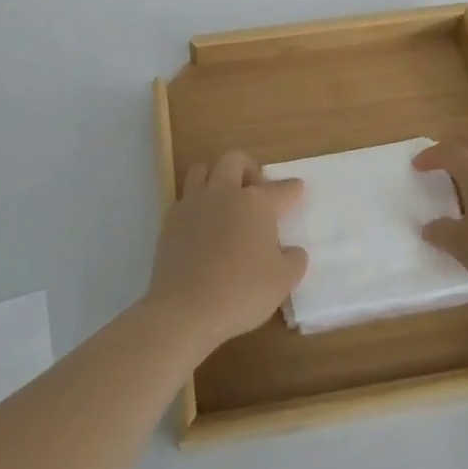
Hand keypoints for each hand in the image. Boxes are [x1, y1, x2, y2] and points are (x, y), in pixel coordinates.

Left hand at [146, 150, 308, 355]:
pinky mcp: (170, 219)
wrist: (186, 308)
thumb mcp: (282, 282)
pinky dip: (195, 203)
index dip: (292, 189)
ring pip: (202, 169)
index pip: (280, 189)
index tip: (297, 189)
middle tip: (256, 190)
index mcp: (256, 203)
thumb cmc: (242, 292)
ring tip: (224, 198)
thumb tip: (292, 251)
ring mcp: (193, 203)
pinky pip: (184, 197)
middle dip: (249, 168)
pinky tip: (201, 224)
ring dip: (215, 176)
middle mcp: (224, 193)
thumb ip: (293, 261)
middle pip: (234, 159)